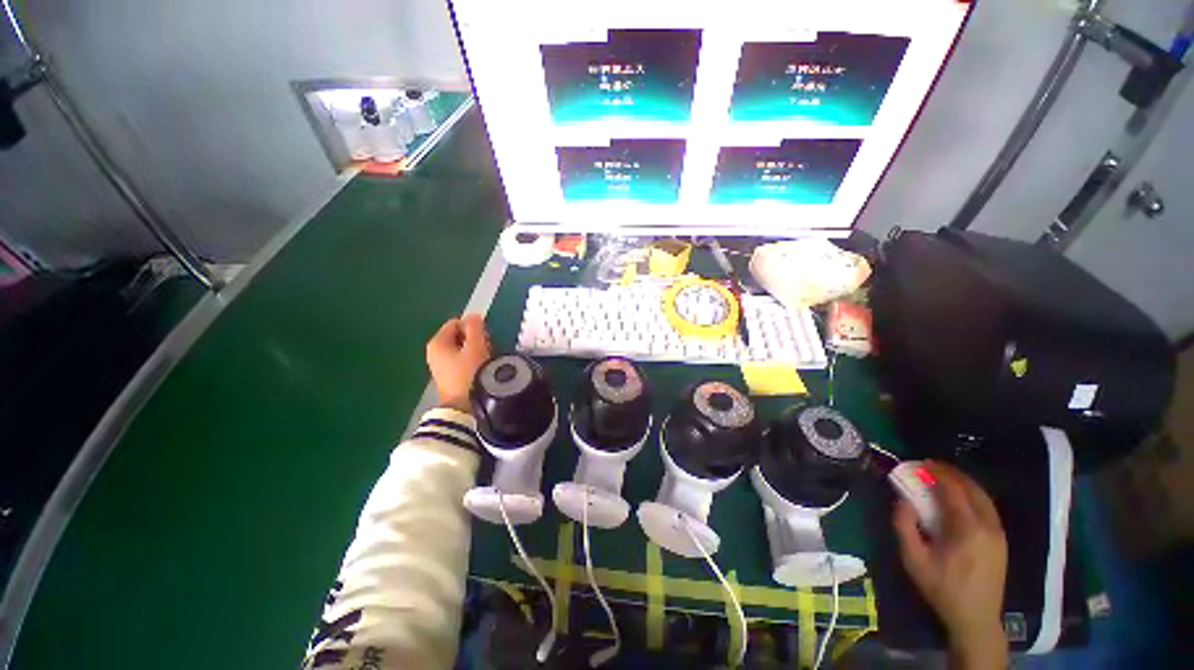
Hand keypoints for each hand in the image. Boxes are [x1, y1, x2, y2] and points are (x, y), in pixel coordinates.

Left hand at [425, 314, 490, 412]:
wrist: (463, 405)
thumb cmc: (469, 373)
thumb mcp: (476, 346)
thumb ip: (475, 327)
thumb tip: (474, 316)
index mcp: (438, 342)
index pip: (457, 322)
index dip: (473, 327)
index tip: (484, 338)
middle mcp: (434, 351)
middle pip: (458, 335)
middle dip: (474, 339)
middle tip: (486, 349)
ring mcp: (439, 364)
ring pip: (461, 348)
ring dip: (474, 350)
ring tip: (484, 359)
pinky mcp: (447, 375)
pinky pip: (460, 359)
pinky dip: (471, 360)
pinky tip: (479, 368)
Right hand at [893, 461, 1007, 666]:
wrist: (976, 618)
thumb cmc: (942, 588)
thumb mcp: (914, 560)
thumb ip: (904, 526)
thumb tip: (902, 500)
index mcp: (967, 529)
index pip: (954, 490)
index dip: (938, 473)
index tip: (921, 463)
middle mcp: (988, 526)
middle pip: (973, 489)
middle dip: (952, 473)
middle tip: (930, 466)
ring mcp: (998, 533)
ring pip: (984, 497)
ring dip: (964, 483)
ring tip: (943, 478)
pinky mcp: (1001, 540)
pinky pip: (988, 508)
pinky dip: (973, 495)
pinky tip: (959, 498)